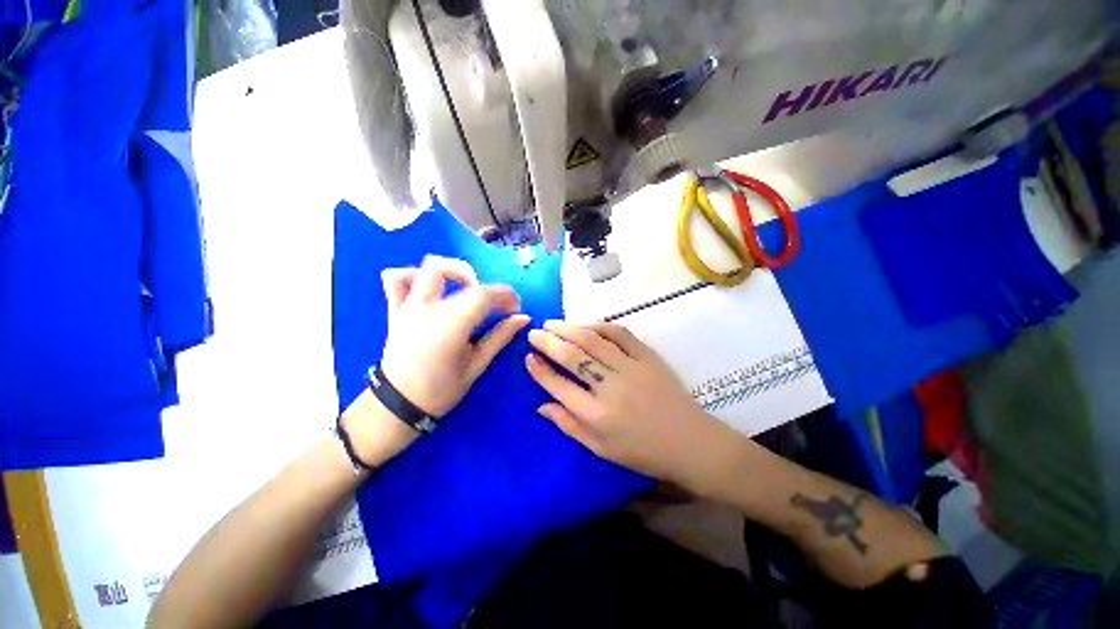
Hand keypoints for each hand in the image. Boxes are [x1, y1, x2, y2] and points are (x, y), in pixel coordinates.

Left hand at [381, 256, 528, 415]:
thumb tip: (523, 318)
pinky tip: (430, 288)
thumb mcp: (476, 365)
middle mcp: (428, 308)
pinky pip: (395, 279)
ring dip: (452, 271)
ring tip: (465, 289)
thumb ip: (500, 337)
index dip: (505, 295)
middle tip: (495, 303)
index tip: (516, 307)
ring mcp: (409, 306)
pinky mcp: (396, 310)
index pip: (483, 294)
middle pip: (460, 274)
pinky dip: (414, 275)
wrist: (397, 406)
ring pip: (428, 267)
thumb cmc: (441, 390)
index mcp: (451, 324)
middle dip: (485, 285)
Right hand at [525, 321, 742, 493]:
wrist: (690, 442)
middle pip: (573, 357)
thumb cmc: (643, 451)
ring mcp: (631, 368)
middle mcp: (611, 388)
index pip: (560, 387)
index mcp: (598, 416)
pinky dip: (599, 325)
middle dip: (549, 342)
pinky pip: (620, 333)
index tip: (528, 358)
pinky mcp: (647, 357)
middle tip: (534, 333)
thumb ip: (569, 425)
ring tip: (552, 324)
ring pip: (593, 340)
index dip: (540, 370)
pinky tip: (586, 324)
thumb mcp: (601, 449)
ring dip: (569, 328)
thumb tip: (541, 405)